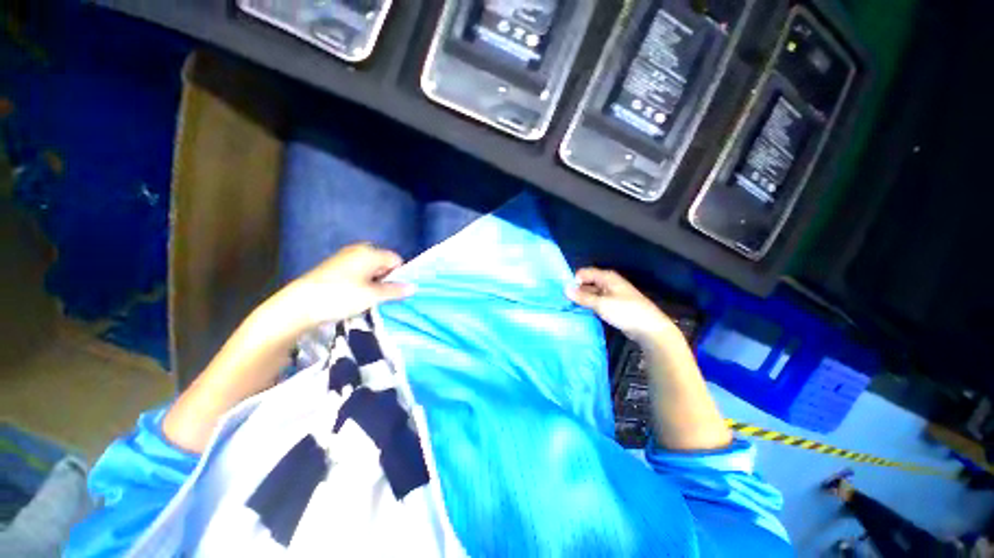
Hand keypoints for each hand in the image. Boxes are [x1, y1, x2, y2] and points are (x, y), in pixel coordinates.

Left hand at [279, 243, 414, 332]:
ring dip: (374, 283)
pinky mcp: (334, 267)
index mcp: (370, 252)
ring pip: (370, 269)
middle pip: (383, 263)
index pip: (396, 260)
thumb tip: (414, 287)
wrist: (299, 305)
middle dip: (386, 279)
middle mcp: (358, 250)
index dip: (399, 275)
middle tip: (382, 296)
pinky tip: (354, 296)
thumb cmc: (341, 296)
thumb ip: (395, 290)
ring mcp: (344, 258)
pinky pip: (358, 272)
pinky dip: (362, 282)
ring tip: (368, 298)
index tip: (396, 292)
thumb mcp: (373, 295)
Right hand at [566, 268, 670, 342]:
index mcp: (607, 277)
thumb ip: (583, 297)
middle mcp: (608, 283)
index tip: (564, 293)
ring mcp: (611, 294)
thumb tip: (565, 289)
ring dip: (582, 299)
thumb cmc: (626, 311)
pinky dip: (589, 305)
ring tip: (569, 307)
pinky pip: (597, 302)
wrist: (649, 328)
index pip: (584, 273)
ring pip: (591, 293)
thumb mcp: (602, 304)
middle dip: (576, 290)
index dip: (573, 281)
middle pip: (587, 283)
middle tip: (563, 301)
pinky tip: (581, 312)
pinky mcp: (613, 306)